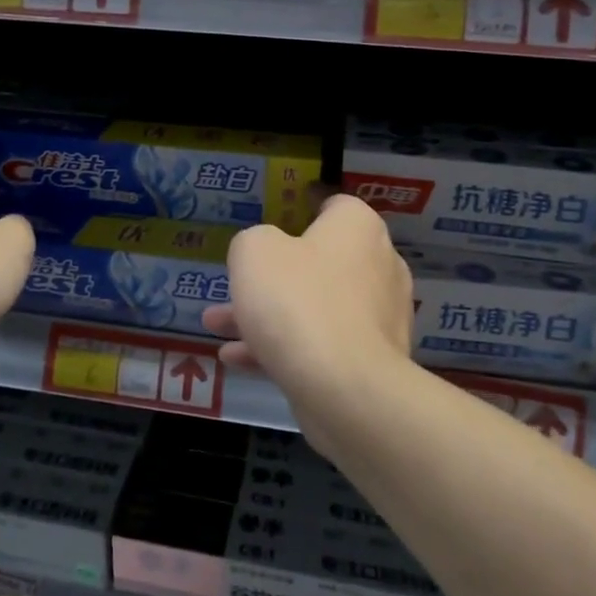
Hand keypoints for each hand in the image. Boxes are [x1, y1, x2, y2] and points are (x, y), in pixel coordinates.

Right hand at [203, 194, 412, 403]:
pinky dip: (282, 348)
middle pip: (319, 261)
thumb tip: (263, 251)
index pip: (334, 206)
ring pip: (314, 307)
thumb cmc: (297, 301)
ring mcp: (378, 317)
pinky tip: (236, 359)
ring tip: (217, 326)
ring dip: (267, 315)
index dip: (301, 211)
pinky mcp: (371, 362)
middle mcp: (378, 265)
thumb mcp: (253, 252)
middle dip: (271, 276)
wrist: (344, 388)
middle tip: (237, 285)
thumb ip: (252, 242)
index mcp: (358, 228)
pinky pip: (321, 344)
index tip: (273, 225)